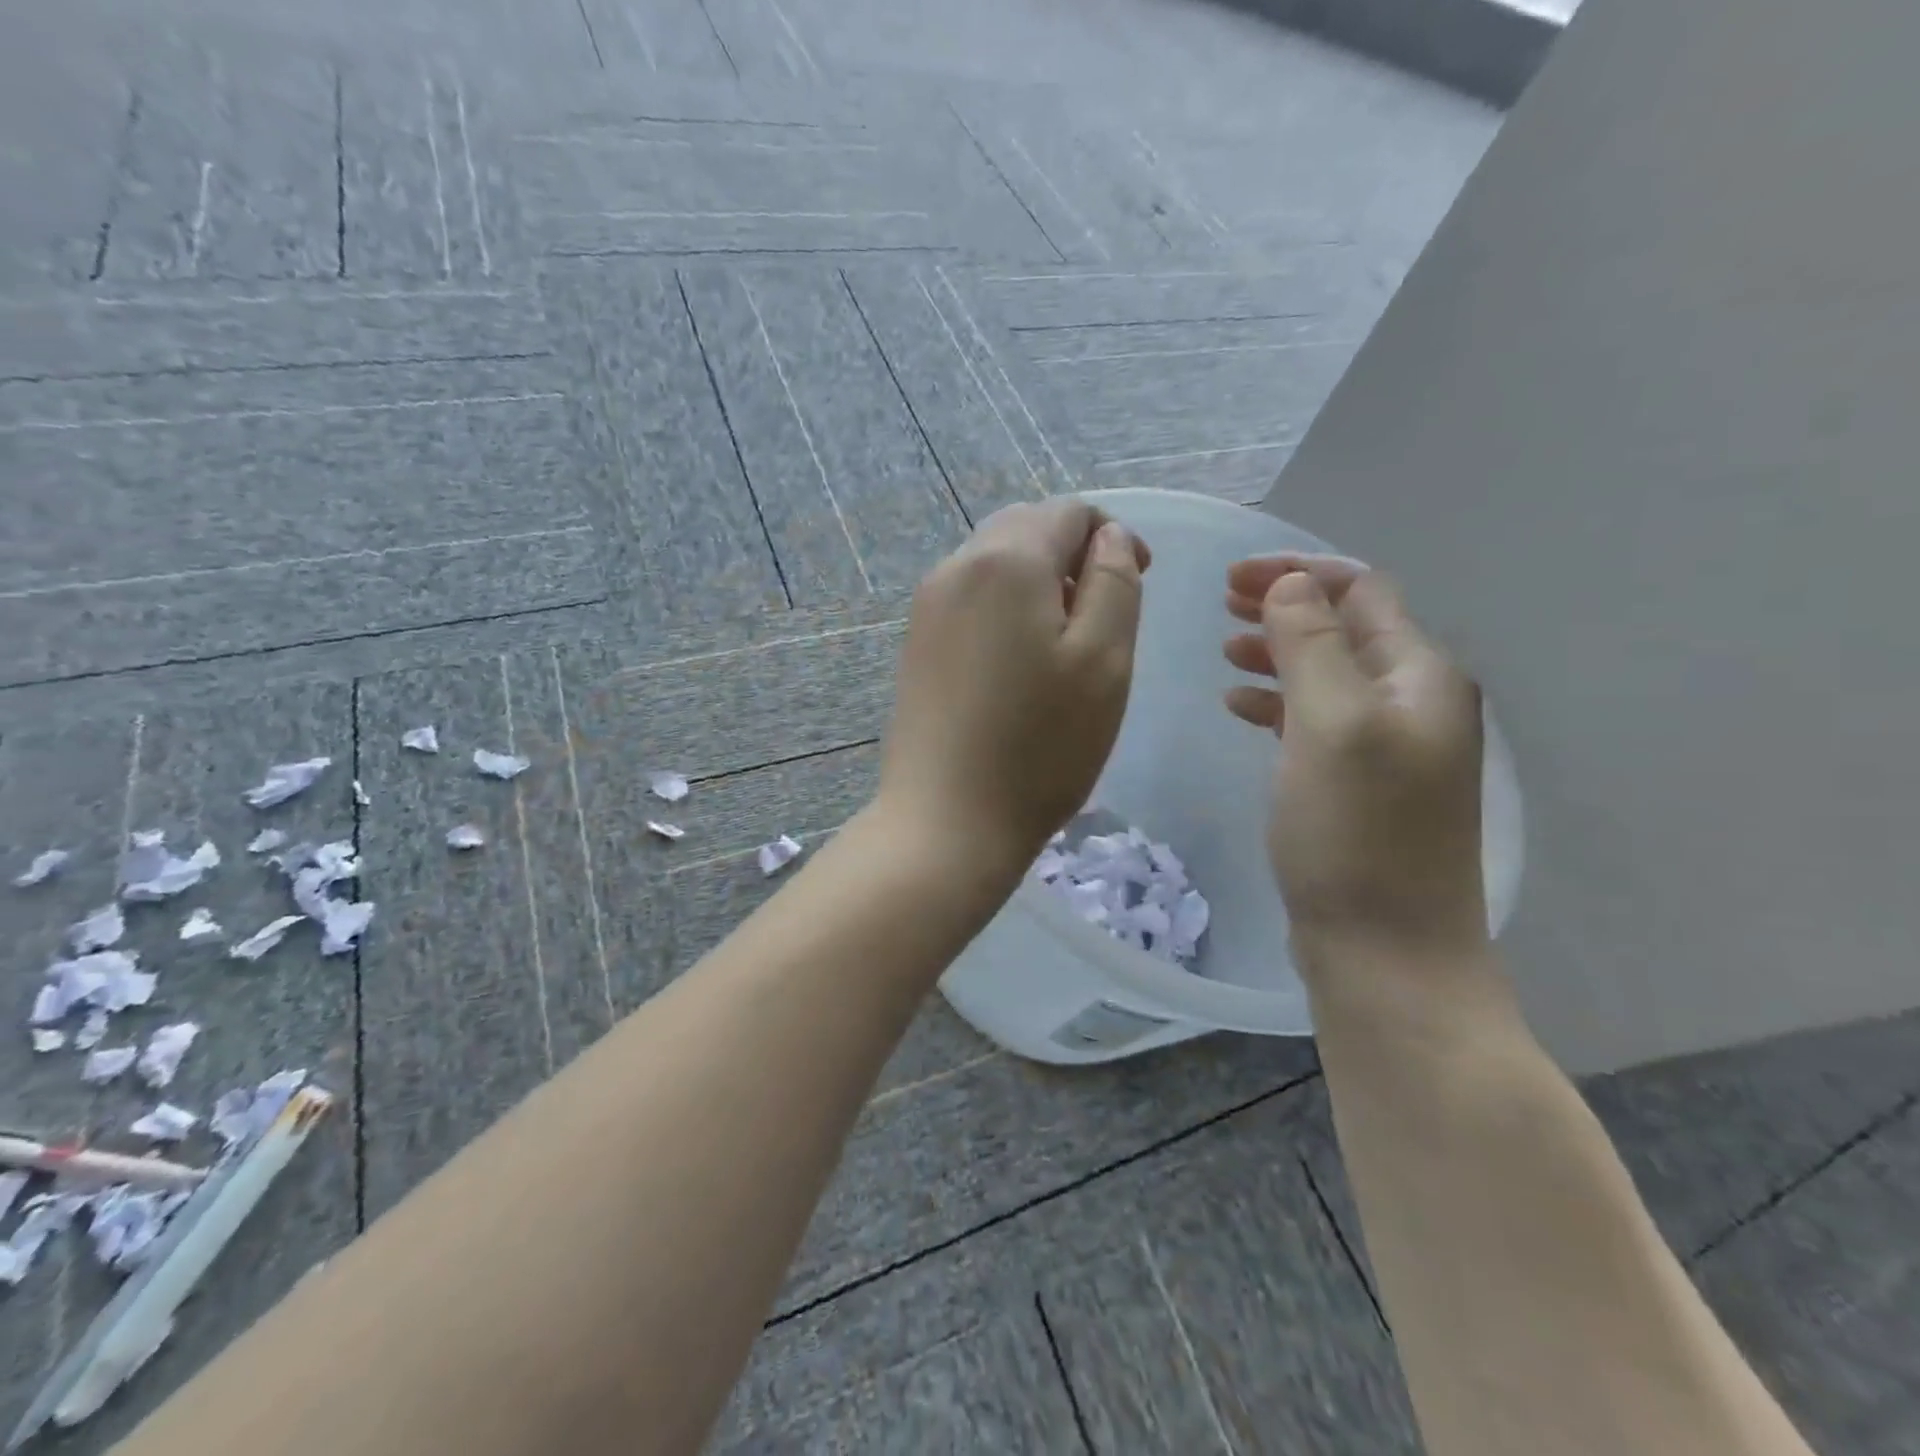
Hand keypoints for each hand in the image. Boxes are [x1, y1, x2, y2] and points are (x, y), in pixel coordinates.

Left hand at [879, 499, 1150, 875]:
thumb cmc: (1040, 746)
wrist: (946, 821)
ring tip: (1064, 641)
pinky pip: (969, 599)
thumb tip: (1107, 538)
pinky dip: (1004, 608)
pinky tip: (1018, 661)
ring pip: (994, 563)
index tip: (1139, 579)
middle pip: (1025, 528)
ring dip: (1037, 581)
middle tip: (1103, 613)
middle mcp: (956, 567)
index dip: (1112, 535)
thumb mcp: (1103, 661)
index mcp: (1006, 560)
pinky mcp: (915, 644)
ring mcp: (927, 607)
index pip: (1068, 512)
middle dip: (1071, 553)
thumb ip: (1114, 583)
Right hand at [1224, 556, 1486, 960]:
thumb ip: (1310, 645)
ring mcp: (1391, 747)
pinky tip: (1241, 709)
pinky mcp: (1363, 785)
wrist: (1387, 952)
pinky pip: (1319, 721)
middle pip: (1346, 628)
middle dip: (1284, 606)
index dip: (1297, 572)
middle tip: (1220, 603)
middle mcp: (1414, 702)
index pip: (1360, 592)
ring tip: (1224, 652)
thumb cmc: (1355, 833)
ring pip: (1329, 674)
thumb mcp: (1329, 724)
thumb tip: (1290, 584)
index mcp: (1419, 675)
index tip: (1230, 577)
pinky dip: (1280, 704)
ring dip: (1278, 653)